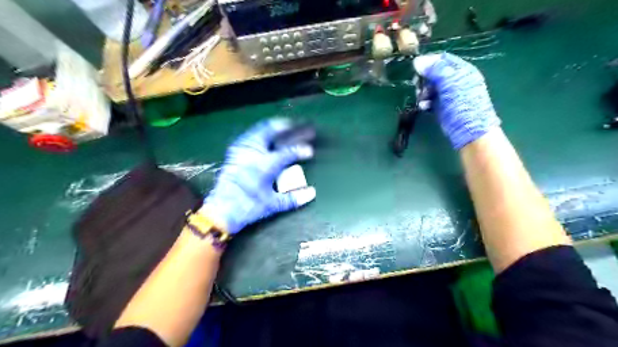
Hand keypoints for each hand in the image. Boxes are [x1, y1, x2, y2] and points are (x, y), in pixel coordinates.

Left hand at [203, 119, 314, 233]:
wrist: (221, 210)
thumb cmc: (248, 207)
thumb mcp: (273, 205)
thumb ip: (293, 198)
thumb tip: (312, 193)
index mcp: (265, 165)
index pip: (288, 152)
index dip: (300, 150)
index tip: (309, 150)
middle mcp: (253, 153)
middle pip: (272, 132)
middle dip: (288, 127)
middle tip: (300, 125)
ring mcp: (242, 150)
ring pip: (259, 130)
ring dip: (274, 127)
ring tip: (285, 124)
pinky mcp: (234, 152)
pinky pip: (250, 135)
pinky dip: (261, 132)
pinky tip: (266, 135)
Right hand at [412, 51, 497, 147]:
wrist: (468, 130)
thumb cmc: (463, 103)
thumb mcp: (450, 83)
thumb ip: (434, 70)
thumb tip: (416, 61)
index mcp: (461, 71)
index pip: (442, 59)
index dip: (429, 62)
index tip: (417, 68)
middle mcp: (454, 80)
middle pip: (433, 73)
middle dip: (424, 79)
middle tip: (417, 85)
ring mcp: (447, 94)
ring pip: (429, 87)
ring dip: (422, 91)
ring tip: (421, 99)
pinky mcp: (441, 106)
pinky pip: (429, 99)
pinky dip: (424, 102)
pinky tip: (423, 106)